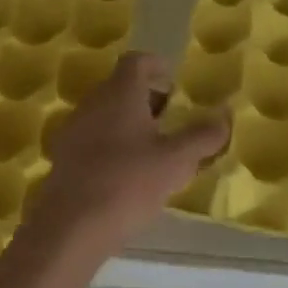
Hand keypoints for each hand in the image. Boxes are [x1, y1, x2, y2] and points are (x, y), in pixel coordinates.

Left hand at [25, 52, 228, 254]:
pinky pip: (92, 138)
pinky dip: (111, 144)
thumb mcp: (176, 161)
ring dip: (128, 122)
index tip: (174, 83)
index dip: (156, 66)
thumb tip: (224, 116)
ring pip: (105, 113)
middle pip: (120, 87)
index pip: (136, 61)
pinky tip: (126, 173)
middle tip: (170, 119)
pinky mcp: (63, 157)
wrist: (71, 226)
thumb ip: (203, 136)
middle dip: (146, 98)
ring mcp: (73, 129)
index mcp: (120, 93)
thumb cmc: (129, 182)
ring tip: (152, 149)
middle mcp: (93, 103)